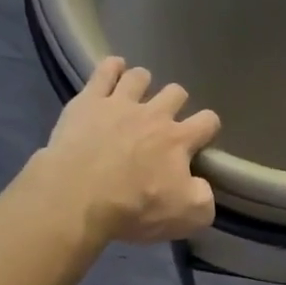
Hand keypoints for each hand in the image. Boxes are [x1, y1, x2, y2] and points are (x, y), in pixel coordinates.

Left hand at [38, 58, 220, 243]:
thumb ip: (204, 199)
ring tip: (137, 95)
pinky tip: (113, 70)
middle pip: (176, 92)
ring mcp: (119, 103)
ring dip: (143, 83)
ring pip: (140, 77)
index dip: (208, 127)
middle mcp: (154, 114)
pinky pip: (104, 71)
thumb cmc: (134, 208)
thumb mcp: (186, 217)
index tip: (201, 137)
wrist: (77, 198)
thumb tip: (202, 186)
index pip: (207, 121)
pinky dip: (112, 68)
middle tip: (164, 119)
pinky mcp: (88, 102)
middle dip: (175, 102)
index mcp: (179, 140)